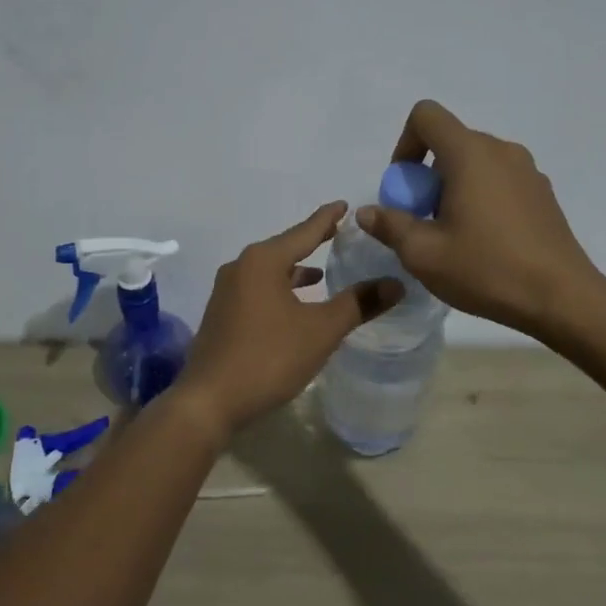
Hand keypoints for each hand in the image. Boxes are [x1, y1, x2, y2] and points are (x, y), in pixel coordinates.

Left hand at [177, 202, 403, 442]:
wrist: (209, 401)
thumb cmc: (268, 358)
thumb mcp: (320, 330)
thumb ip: (358, 304)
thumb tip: (395, 283)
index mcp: (263, 260)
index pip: (304, 231)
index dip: (328, 219)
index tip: (345, 204)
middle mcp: (241, 266)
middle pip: (284, 248)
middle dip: (312, 243)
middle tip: (339, 235)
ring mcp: (226, 291)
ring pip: (269, 271)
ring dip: (295, 271)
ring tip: (321, 274)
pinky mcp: (222, 314)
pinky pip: (258, 289)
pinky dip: (280, 289)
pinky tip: (294, 306)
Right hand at [358, 99, 599, 339]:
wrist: (562, 298)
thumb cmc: (487, 269)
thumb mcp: (423, 254)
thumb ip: (390, 226)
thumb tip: (368, 212)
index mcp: (470, 154)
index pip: (426, 115)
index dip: (405, 144)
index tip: (406, 187)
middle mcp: (501, 150)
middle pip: (450, 141)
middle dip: (427, 175)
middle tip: (425, 221)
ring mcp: (527, 170)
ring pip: (475, 162)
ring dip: (454, 187)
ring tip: (455, 235)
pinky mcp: (543, 193)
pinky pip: (499, 180)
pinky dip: (481, 197)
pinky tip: (486, 242)